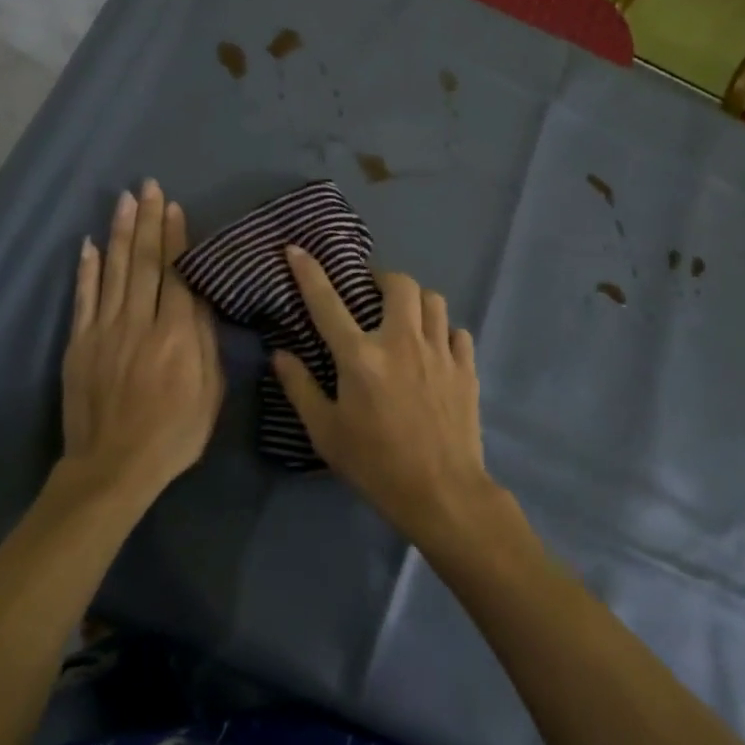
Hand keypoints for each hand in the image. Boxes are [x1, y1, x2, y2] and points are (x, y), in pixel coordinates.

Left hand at [58, 181, 223, 507]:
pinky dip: (87, 269)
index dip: (175, 237)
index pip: (176, 274)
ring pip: (114, 271)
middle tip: (148, 186)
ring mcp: (105, 330)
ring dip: (119, 233)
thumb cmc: (174, 434)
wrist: (113, 467)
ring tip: (124, 200)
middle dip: (147, 221)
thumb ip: (205, 343)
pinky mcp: (80, 343)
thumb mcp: (210, 393)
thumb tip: (201, 300)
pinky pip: (84, 298)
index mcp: (176, 334)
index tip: (173, 206)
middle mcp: (140, 322)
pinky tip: (89, 244)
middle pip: (144, 262)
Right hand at [271, 248, 497, 544]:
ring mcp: (439, 352)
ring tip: (404, 317)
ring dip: (415, 301)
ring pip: (433, 299)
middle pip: (398, 283)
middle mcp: (401, 342)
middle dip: (382, 279)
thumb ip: (300, 388)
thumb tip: (279, 354)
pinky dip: (443, 332)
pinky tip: (434, 349)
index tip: (297, 249)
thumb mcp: (326, 433)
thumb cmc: (376, 465)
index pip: (327, 302)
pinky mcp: (465, 368)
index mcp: (361, 357)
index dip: (309, 272)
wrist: (442, 494)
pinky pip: (456, 331)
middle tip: (370, 294)